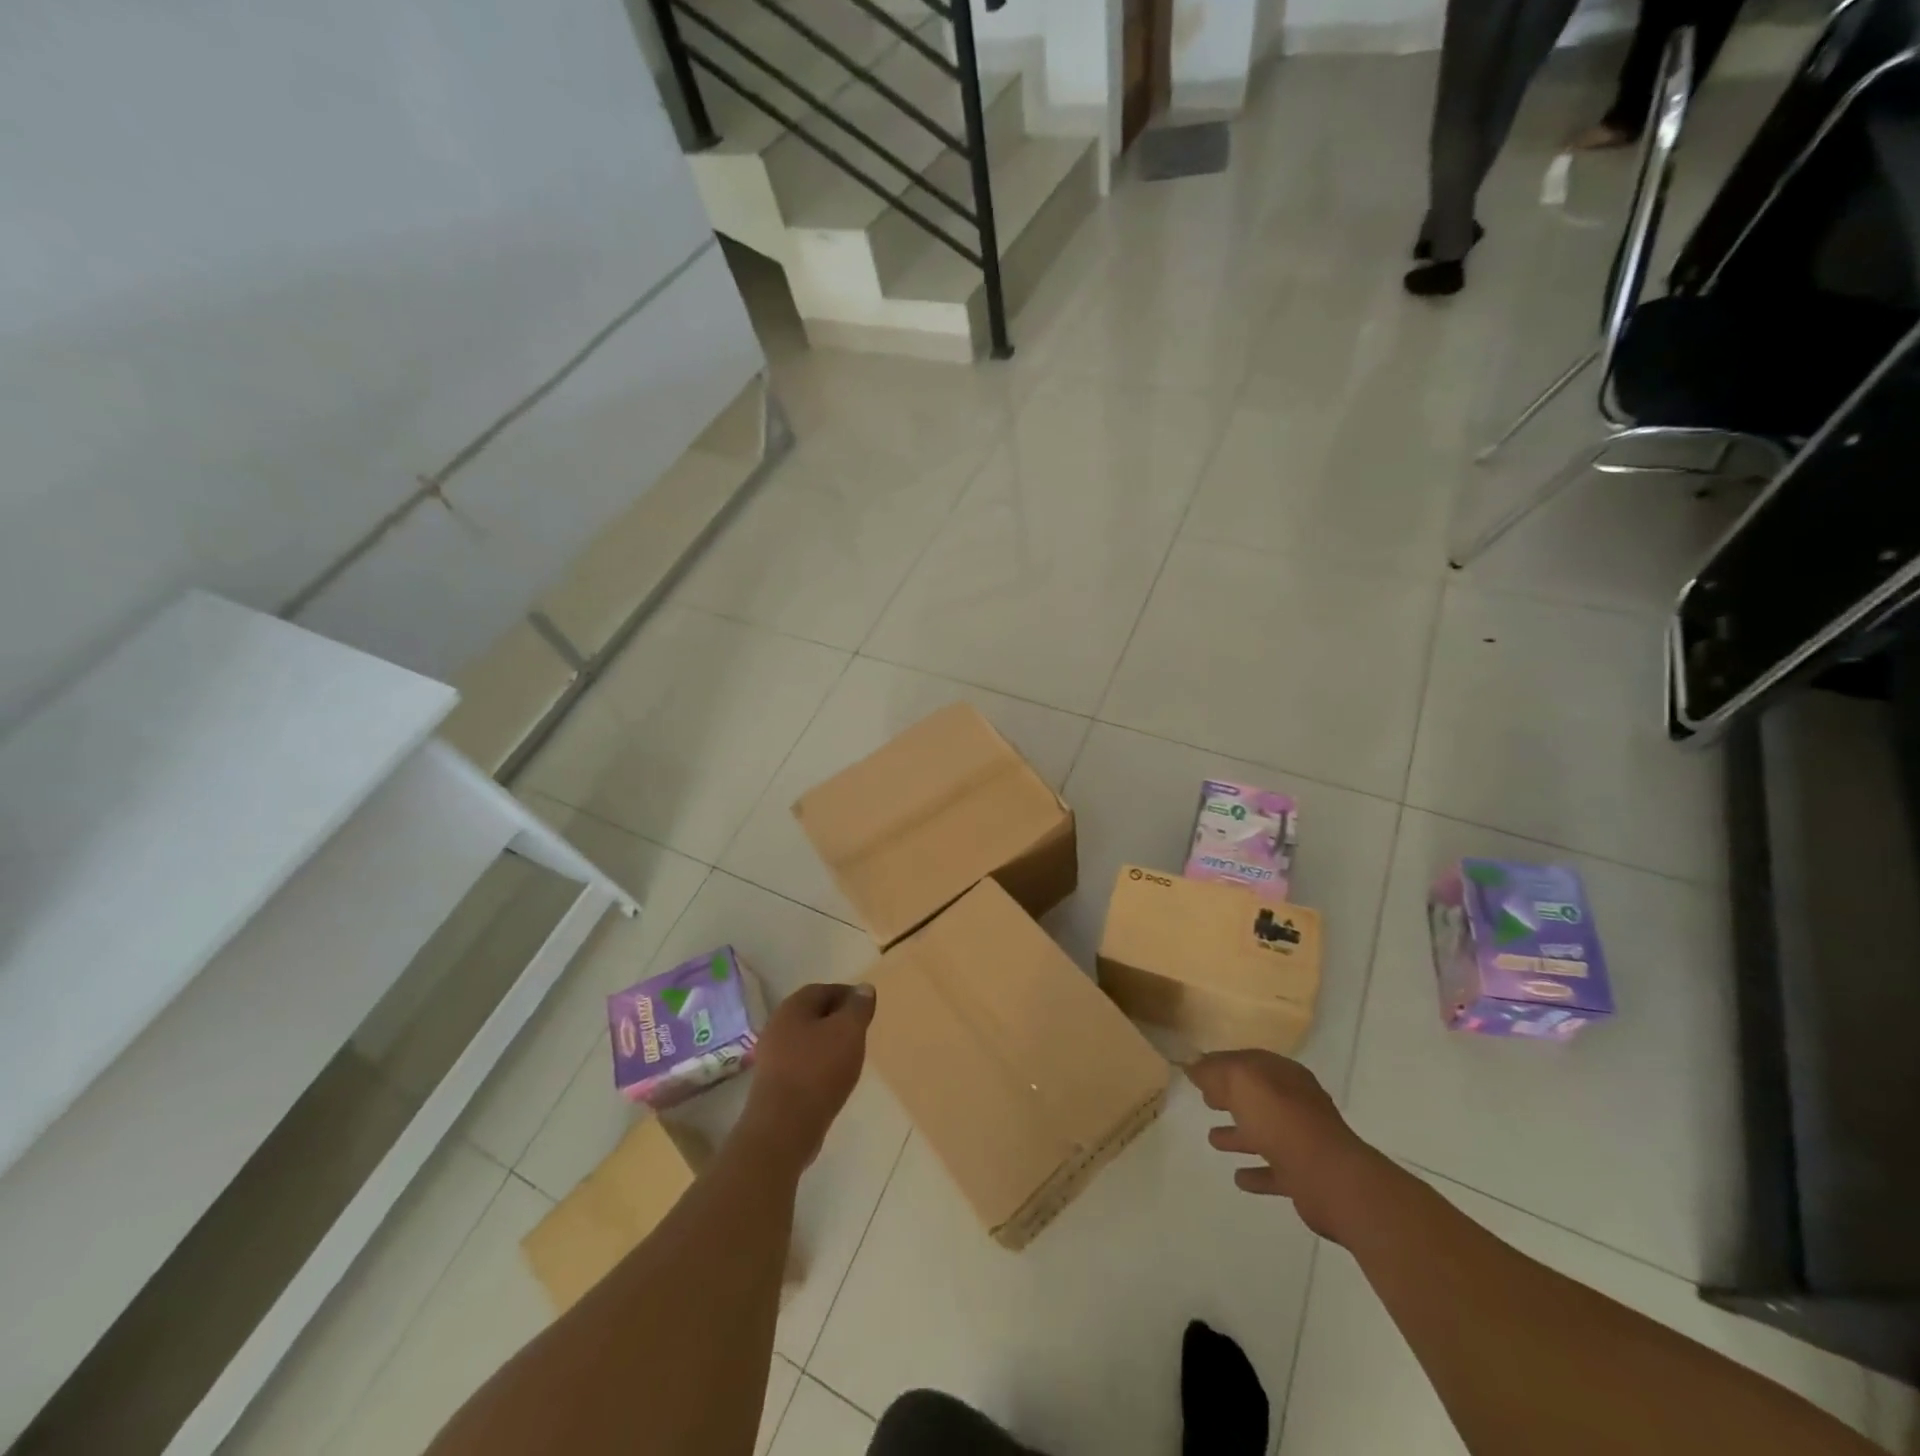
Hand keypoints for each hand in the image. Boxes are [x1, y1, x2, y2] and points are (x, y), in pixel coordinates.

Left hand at [739, 982, 875, 1169]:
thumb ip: (858, 1007)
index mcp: (792, 1007)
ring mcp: (771, 1057)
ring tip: (850, 1057)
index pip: (822, 990)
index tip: (867, 1008)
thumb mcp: (849, 1032)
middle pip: (812, 1015)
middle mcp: (777, 1027)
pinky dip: (818, 1066)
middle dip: (838, 1020)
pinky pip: (800, 1064)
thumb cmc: (818, 1071)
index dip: (847, 995)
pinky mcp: (773, 1084)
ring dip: (828, 1044)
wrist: (783, 1128)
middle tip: (861, 1031)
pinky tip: (833, 1080)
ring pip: (806, 1040)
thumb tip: (864, 988)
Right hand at [1187, 1050, 1384, 1241]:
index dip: (1222, 1065)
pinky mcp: (1304, 1176)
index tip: (1197, 1072)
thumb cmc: (1281, 1120)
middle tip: (1205, 1101)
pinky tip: (1239, 1178)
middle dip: (1231, 1098)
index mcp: (1283, 1075)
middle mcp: (1295, 1103)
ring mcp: (1302, 1140)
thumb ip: (1214, 1071)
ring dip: (1239, 1135)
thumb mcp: (1240, 1081)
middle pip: (1257, 1097)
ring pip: (1263, 1133)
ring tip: (1212, 1140)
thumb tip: (1193, 1065)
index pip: (1247, 1062)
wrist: (1329, 1177)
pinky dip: (1256, 1173)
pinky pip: (1273, 1171)